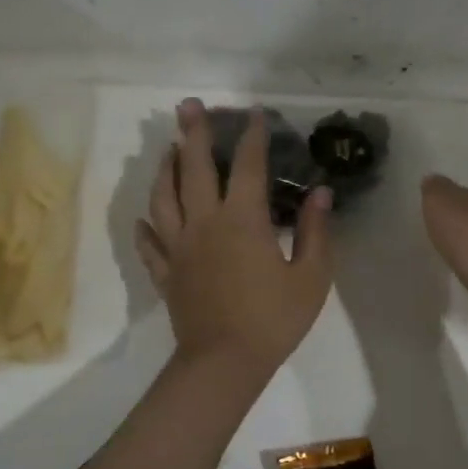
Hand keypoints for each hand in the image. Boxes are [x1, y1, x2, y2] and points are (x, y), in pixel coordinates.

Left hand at [136, 100, 332, 374]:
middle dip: (193, 133)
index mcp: (242, 220)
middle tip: (188, 105)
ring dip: (165, 168)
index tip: (254, 113)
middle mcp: (205, 223)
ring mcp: (179, 247)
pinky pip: (150, 243)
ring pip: (164, 197)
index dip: (252, 136)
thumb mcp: (311, 276)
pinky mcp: (167, 272)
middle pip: (194, 169)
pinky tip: (146, 216)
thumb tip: (321, 192)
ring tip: (168, 149)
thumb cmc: (274, 319)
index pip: (248, 166)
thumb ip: (316, 231)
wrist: (224, 363)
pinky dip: (147, 225)